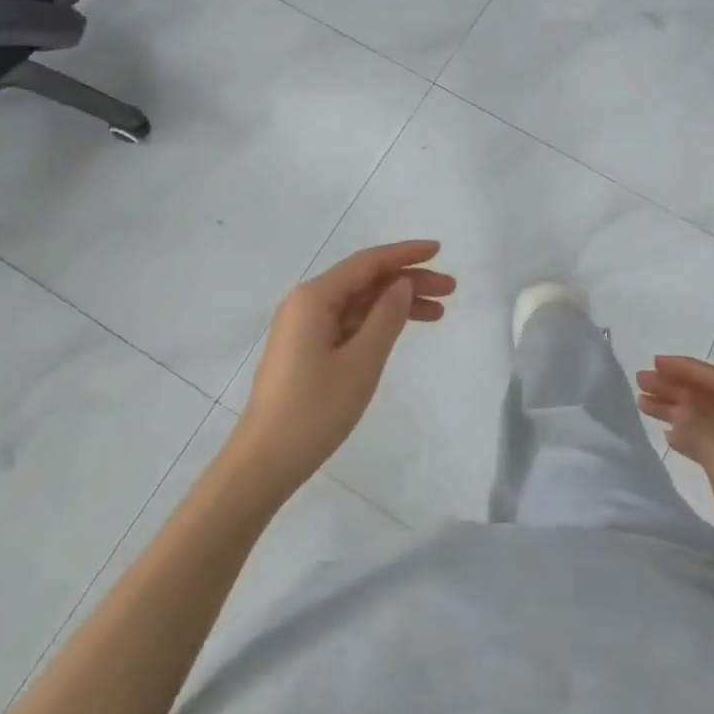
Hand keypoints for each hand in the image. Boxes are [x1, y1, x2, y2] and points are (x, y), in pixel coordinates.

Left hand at [230, 241, 453, 498]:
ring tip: (438, 313)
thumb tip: (402, 283)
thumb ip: (386, 317)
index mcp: (314, 298)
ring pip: (358, 302)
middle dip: (408, 280)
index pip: (368, 262)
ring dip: (396, 303)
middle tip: (450, 289)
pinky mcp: (305, 349)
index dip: (405, 254)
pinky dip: (377, 322)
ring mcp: (303, 327)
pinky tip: (401, 329)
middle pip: (365, 280)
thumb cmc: (315, 410)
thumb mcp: (361, 362)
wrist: (264, 462)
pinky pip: (347, 322)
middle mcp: (306, 303)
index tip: (439, 251)